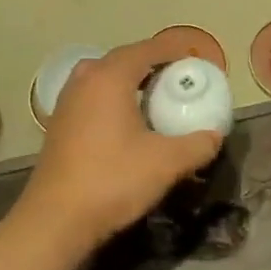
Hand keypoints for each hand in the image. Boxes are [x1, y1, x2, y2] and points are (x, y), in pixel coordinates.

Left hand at [21, 34, 224, 249]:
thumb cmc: (112, 180)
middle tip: (177, 78)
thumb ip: (197, 145)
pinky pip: (91, 97)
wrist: (55, 219)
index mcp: (110, 77)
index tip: (194, 59)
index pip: (146, 49)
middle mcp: (85, 80)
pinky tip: (126, 123)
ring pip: (102, 78)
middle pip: (122, 59)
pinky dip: (111, 99)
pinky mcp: (58, 124)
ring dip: (128, 81)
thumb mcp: (166, 163)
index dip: (172, 50)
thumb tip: (214, 136)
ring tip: (153, 98)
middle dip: (151, 64)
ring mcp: (66, 102)